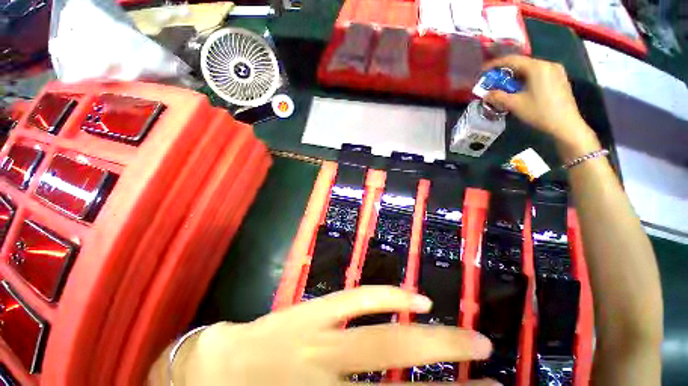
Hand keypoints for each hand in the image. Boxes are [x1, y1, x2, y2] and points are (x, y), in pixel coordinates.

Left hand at [170, 286, 495, 384]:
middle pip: (400, 385)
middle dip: (450, 371)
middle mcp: (328, 381)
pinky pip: (357, 301)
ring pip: (384, 340)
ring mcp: (319, 340)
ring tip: (470, 338)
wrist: (213, 369)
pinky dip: (388, 298)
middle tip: (490, 362)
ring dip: (432, 338)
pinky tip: (416, 298)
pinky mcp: (312, 311)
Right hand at [482, 55, 600, 160]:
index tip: (483, 71)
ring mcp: (556, 71)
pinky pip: (538, 74)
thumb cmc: (539, 112)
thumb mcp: (514, 104)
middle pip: (522, 64)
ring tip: (505, 87)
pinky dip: (526, 79)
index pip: (512, 60)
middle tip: (493, 81)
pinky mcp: (559, 79)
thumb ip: (498, 97)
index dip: (495, 64)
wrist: (565, 124)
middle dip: (505, 72)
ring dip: (516, 77)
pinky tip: (521, 89)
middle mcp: (547, 64)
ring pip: (530, 69)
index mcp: (537, 67)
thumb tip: (486, 94)